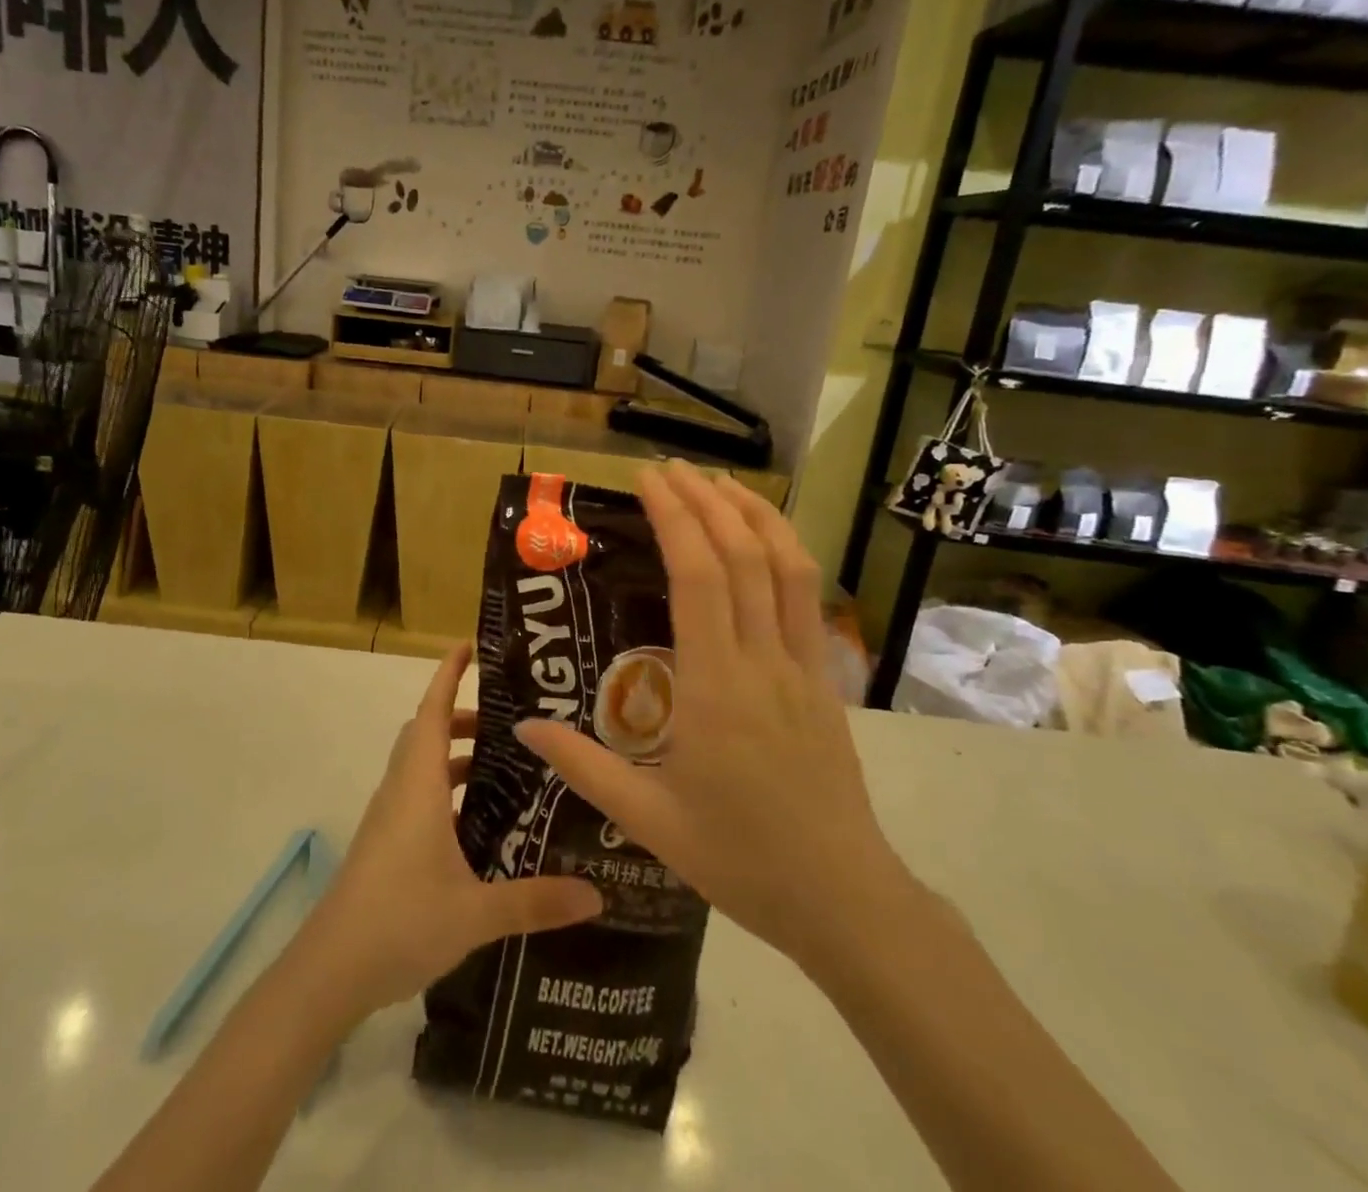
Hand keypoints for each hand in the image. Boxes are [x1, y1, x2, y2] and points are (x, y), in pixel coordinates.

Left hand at [299, 644, 602, 1021]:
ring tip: (501, 772)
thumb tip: (596, 895)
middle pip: (428, 733)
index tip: (467, 647)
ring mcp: (388, 818)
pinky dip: (445, 791)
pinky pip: (417, 796)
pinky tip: (475, 826)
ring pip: (421, 766)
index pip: (433, 711)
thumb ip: (536, 901)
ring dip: (454, 757)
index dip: (448, 675)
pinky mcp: (384, 844)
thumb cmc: (400, 920)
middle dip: (463, 718)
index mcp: (419, 785)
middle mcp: (401, 790)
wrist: (330, 969)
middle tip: (508, 725)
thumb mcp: (476, 912)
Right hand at [515, 463, 910, 975]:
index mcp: (717, 688)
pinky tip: (763, 541)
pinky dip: (784, 551)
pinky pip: (805, 597)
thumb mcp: (648, 819)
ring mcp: (802, 666)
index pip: (701, 577)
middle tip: (669, 468)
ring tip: (718, 482)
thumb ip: (583, 767)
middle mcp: (763, 661)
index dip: (676, 517)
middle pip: (743, 555)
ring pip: (787, 566)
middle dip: (706, 499)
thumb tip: (523, 728)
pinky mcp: (824, 678)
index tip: (648, 480)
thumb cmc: (740, 859)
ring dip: (754, 513)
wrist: (843, 898)